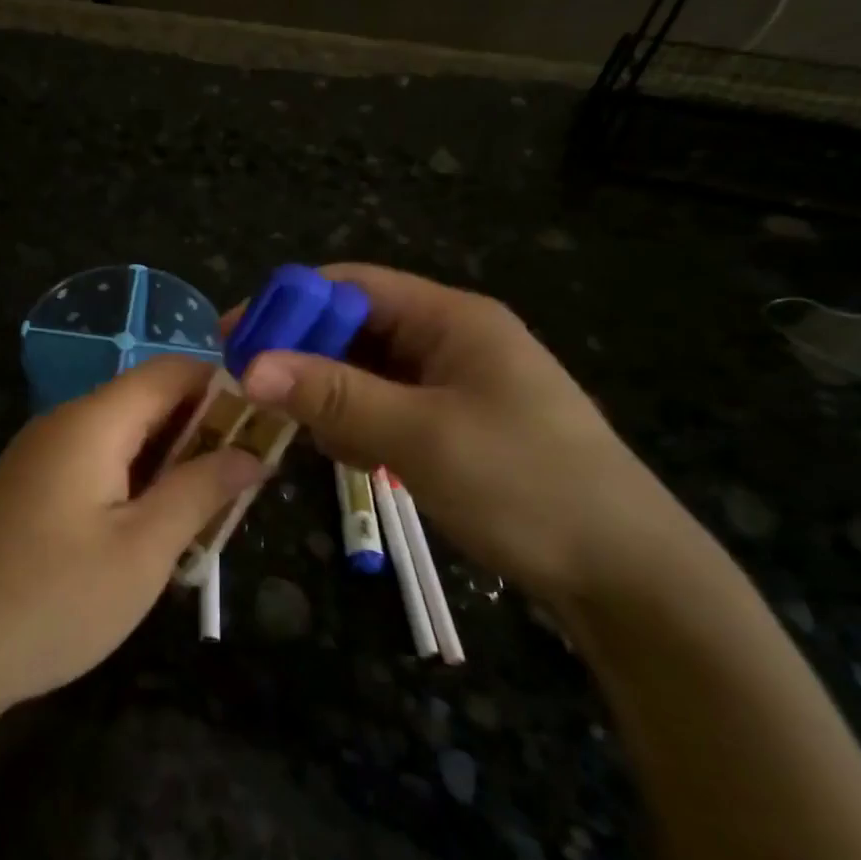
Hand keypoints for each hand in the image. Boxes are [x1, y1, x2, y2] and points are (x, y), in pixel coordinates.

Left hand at [0, 357, 261, 715]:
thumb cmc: (52, 600)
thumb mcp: (143, 550)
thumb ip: (200, 491)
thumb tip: (251, 453)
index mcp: (93, 421)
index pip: (170, 371)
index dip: (223, 386)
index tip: (266, 425)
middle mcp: (64, 423)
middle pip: (147, 402)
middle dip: (202, 433)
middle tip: (246, 483)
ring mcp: (40, 456)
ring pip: (124, 438)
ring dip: (171, 465)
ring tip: (210, 513)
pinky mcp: (29, 489)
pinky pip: (96, 466)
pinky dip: (135, 484)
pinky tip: (154, 531)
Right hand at [235, 264, 698, 605]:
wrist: (625, 574)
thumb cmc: (525, 485)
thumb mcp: (420, 435)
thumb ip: (333, 395)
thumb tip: (250, 364)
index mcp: (452, 319)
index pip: (352, 285)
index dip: (289, 303)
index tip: (234, 337)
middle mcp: (451, 340)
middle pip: (356, 329)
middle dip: (306, 357)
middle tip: (257, 395)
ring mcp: (456, 385)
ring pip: (367, 374)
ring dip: (332, 399)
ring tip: (316, 438)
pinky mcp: (456, 426)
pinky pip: (388, 409)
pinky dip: (360, 426)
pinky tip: (357, 459)